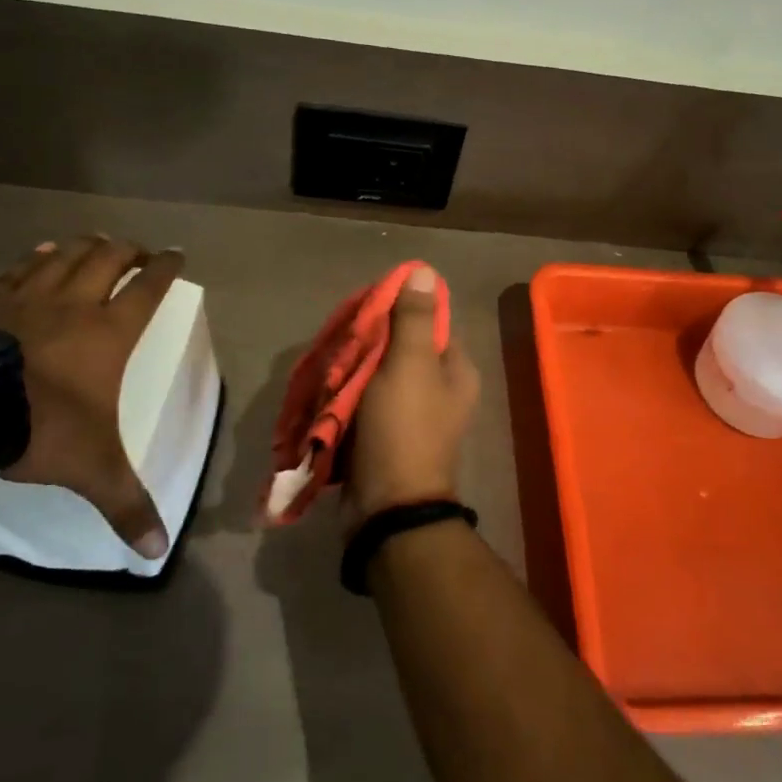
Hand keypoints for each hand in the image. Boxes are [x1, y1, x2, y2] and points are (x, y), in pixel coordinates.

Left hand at [0, 235, 182, 557]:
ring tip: (95, 242)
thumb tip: (156, 553)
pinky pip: (18, 269)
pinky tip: (38, 254)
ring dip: (84, 246)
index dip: (165, 268)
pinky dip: (35, 258)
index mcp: (109, 333)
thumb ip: (126, 505)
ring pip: (64, 255)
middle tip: (138, 249)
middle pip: (109, 259)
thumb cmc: (39, 427)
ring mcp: (27, 297)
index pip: (148, 289)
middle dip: (128, 250)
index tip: (176, 254)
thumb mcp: (92, 470)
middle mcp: (75, 304)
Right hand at [347, 265, 479, 527]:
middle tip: (340, 340)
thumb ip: (414, 319)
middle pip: (400, 348)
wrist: (387, 509)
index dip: (398, 310)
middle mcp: (439, 390)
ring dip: (353, 370)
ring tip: (328, 364)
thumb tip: (425, 271)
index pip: (429, 323)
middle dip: (369, 344)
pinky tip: (326, 390)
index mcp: (455, 370)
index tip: (366, 309)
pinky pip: (365, 403)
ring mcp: (411, 415)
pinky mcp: (385, 435)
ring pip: (378, 375)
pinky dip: (346, 396)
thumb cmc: (404, 429)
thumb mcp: (410, 366)